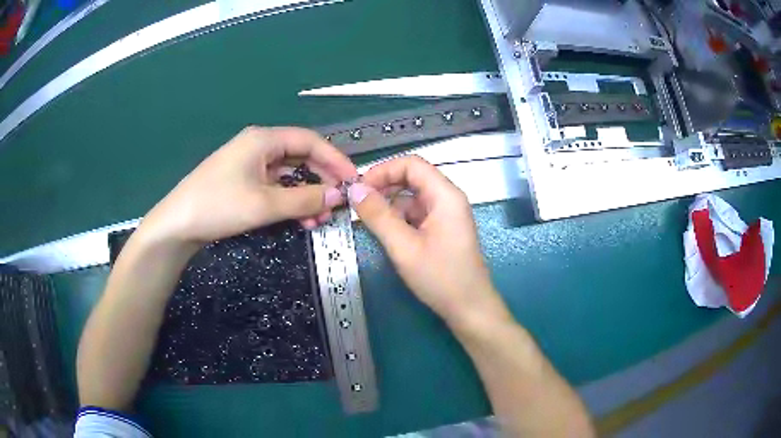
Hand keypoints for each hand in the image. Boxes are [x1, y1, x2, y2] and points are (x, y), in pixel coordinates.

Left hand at [141, 126, 356, 244]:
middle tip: (338, 203)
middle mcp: (259, 146)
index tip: (353, 180)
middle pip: (301, 157)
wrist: (177, 225)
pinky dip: (290, 201)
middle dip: (321, 181)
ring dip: (307, 195)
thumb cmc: (219, 206)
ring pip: (289, 175)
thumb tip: (339, 195)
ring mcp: (250, 165)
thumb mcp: (265, 204)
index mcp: (264, 140)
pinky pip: (275, 187)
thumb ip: (305, 199)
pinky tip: (300, 219)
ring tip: (320, 219)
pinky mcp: (243, 182)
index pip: (310, 141)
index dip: (335, 159)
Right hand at [349, 156, 508, 325]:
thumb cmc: (441, 278)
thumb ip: (378, 215)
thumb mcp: (404, 247)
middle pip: (412, 178)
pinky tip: (387, 233)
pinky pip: (417, 213)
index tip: (360, 188)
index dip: (383, 171)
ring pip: (412, 197)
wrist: (469, 308)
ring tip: (370, 222)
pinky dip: (399, 219)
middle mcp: (448, 199)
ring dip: (390, 205)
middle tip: (360, 204)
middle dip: (384, 187)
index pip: (411, 164)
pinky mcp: (442, 229)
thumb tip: (355, 189)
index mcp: (445, 195)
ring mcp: (446, 214)